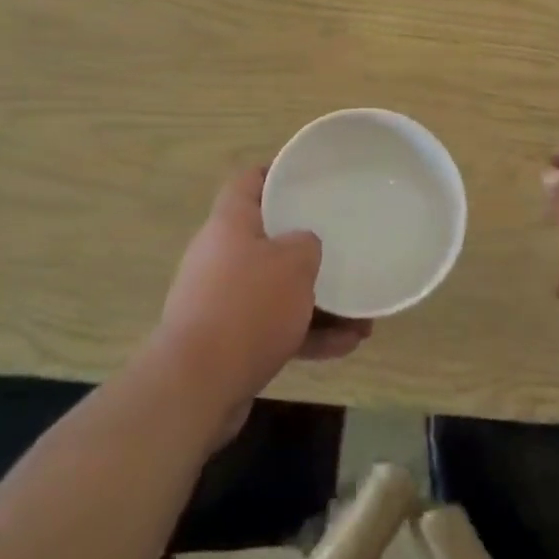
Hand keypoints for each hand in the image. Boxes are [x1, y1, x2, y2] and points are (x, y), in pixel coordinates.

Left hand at [156, 167, 370, 409]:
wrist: (197, 386)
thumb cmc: (248, 307)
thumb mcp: (294, 263)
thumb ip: (307, 244)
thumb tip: (304, 246)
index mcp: (230, 223)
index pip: (249, 181)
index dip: (276, 172)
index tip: (308, 176)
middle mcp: (221, 256)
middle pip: (268, 238)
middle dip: (307, 248)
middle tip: (342, 246)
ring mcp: (222, 301)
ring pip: (277, 289)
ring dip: (318, 300)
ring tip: (362, 314)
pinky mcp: (228, 341)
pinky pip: (275, 327)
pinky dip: (308, 333)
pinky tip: (347, 345)